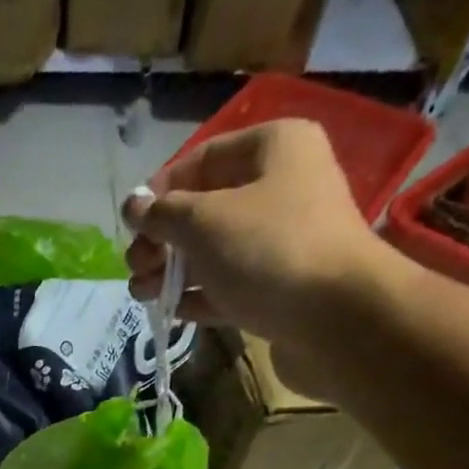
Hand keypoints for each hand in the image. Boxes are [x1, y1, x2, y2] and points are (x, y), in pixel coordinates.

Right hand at [123, 121, 395, 386]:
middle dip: (163, 239)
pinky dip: (199, 297)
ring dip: (173, 273)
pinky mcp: (279, 290)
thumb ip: (162, 214)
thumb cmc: (269, 251)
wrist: (336, 318)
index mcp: (272, 149)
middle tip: (135, 267)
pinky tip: (171, 312)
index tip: (131, 225)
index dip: (161, 190)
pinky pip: (229, 287)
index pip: (202, 159)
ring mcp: (282, 243)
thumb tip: (132, 206)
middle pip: (205, 209)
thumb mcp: (204, 222)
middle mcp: (281, 189)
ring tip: (142, 296)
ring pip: (213, 253)